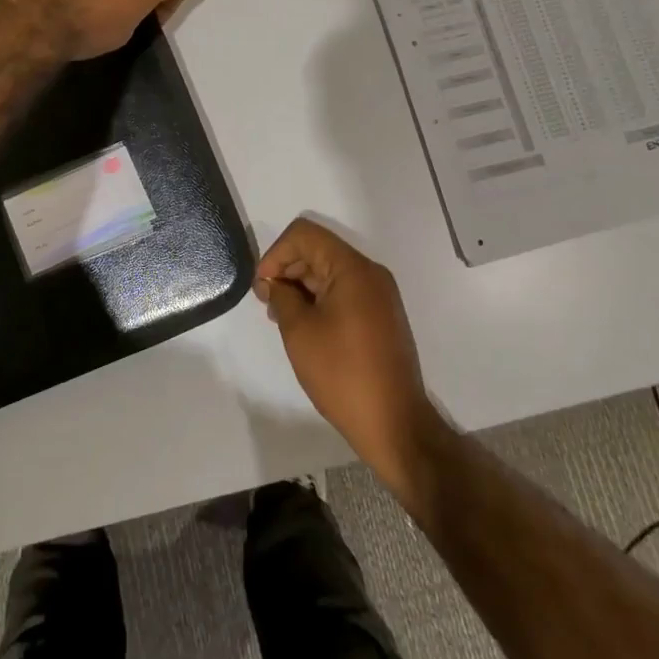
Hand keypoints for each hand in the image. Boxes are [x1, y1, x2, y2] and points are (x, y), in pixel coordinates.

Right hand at [255, 218, 440, 477]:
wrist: (395, 424)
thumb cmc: (343, 374)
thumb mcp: (300, 331)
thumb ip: (281, 296)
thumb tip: (273, 283)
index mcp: (353, 268)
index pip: (304, 234)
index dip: (275, 253)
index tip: (262, 287)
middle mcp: (370, 273)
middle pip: (318, 250)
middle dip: (287, 270)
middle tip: (268, 306)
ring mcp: (379, 295)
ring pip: (329, 272)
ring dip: (301, 287)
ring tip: (283, 320)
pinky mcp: (381, 316)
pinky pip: (344, 292)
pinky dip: (319, 300)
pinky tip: (305, 328)